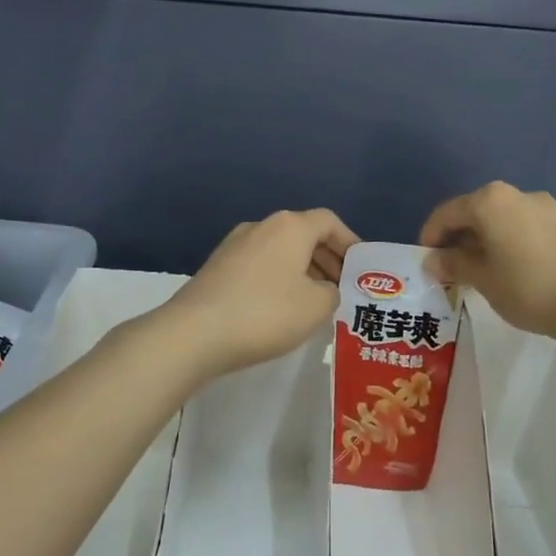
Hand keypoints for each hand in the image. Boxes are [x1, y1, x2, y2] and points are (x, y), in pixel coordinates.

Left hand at [159, 209, 359, 380]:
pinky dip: (278, 280)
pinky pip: (260, 266)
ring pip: (280, 251)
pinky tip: (281, 309)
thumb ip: (333, 292)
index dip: (350, 243)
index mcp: (290, 227)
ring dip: (302, 271)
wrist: (194, 333)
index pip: (329, 222)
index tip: (361, 269)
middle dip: (327, 259)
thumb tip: (324, 289)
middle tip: (342, 288)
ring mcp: (234, 245)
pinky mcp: (217, 267)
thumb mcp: (316, 307)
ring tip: (315, 303)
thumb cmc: (265, 313)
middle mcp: (261, 226)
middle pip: (304, 234)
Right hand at [419, 182, 555, 338]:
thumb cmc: (526, 286)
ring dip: (486, 241)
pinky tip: (512, 271)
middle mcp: (517, 194)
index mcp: (490, 201)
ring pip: (502, 220)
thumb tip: (433, 260)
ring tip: (482, 272)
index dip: (430, 236)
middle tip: (451, 269)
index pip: (447, 213)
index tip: (425, 261)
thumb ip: (453, 264)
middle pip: (476, 213)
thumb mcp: (481, 278)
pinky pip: (525, 228)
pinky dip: (510, 243)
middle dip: (459, 239)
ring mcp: (546, 207)